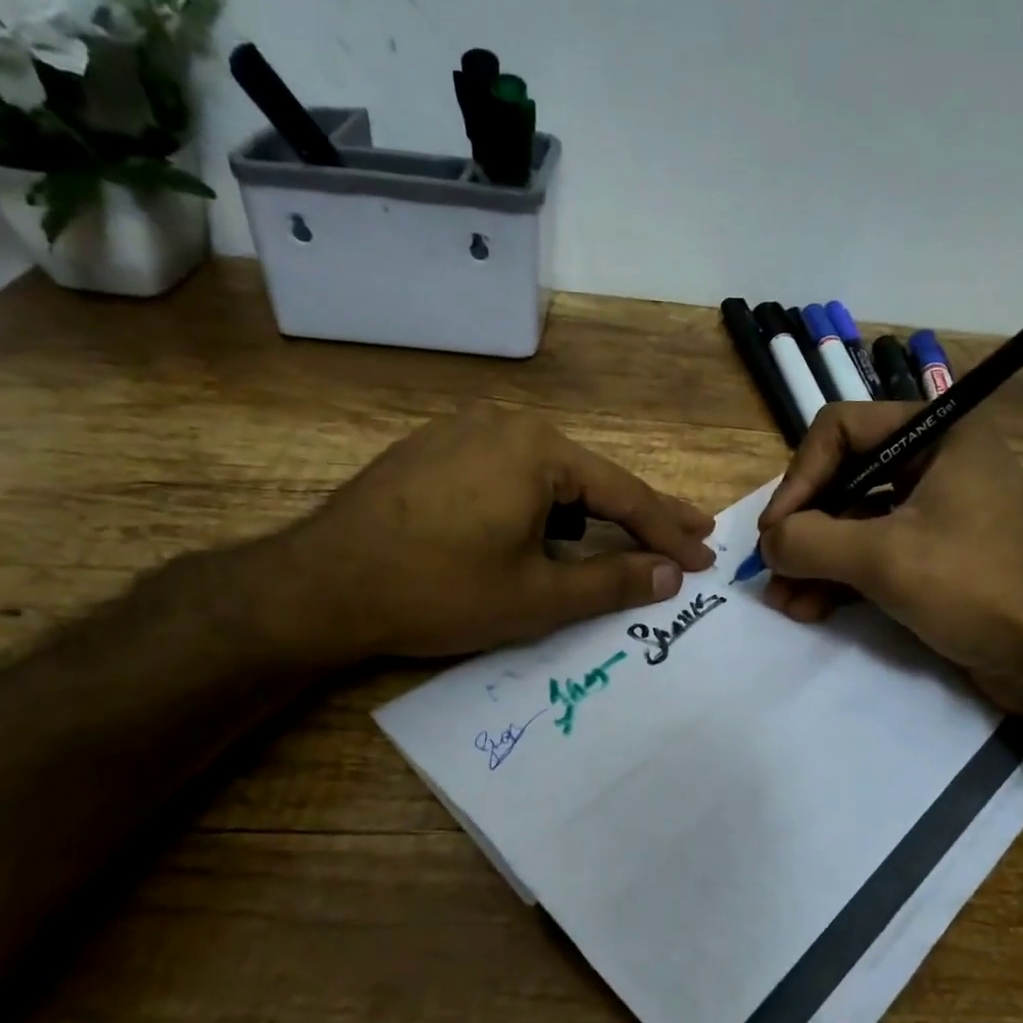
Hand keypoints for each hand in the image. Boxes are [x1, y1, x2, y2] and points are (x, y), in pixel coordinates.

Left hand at [256, 405, 714, 661]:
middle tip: (690, 531)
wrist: (320, 586)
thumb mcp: (536, 597)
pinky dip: (540, 502)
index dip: (666, 533)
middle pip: (589, 477)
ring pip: (547, 475)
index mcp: (538, 450)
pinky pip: (507, 474)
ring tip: (622, 535)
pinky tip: (547, 524)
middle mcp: (505, 425)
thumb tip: (669, 576)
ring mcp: (463, 432)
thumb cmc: (438, 591)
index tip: (702, 560)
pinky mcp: (433, 451)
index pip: (623, 495)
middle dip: (640, 512)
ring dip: (588, 508)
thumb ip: (612, 583)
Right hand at [757, 403, 1022, 718]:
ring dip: (814, 560)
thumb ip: (811, 541)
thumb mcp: (885, 559)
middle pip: (841, 477)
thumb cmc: (980, 588)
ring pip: (852, 520)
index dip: (800, 477)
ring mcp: (935, 509)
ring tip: (784, 602)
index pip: (840, 429)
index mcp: (937, 433)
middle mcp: (934, 460)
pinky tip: (810, 609)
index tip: (777, 531)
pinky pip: (872, 552)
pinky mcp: (934, 554)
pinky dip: (839, 577)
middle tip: (773, 570)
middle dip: (803, 528)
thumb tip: (768, 543)